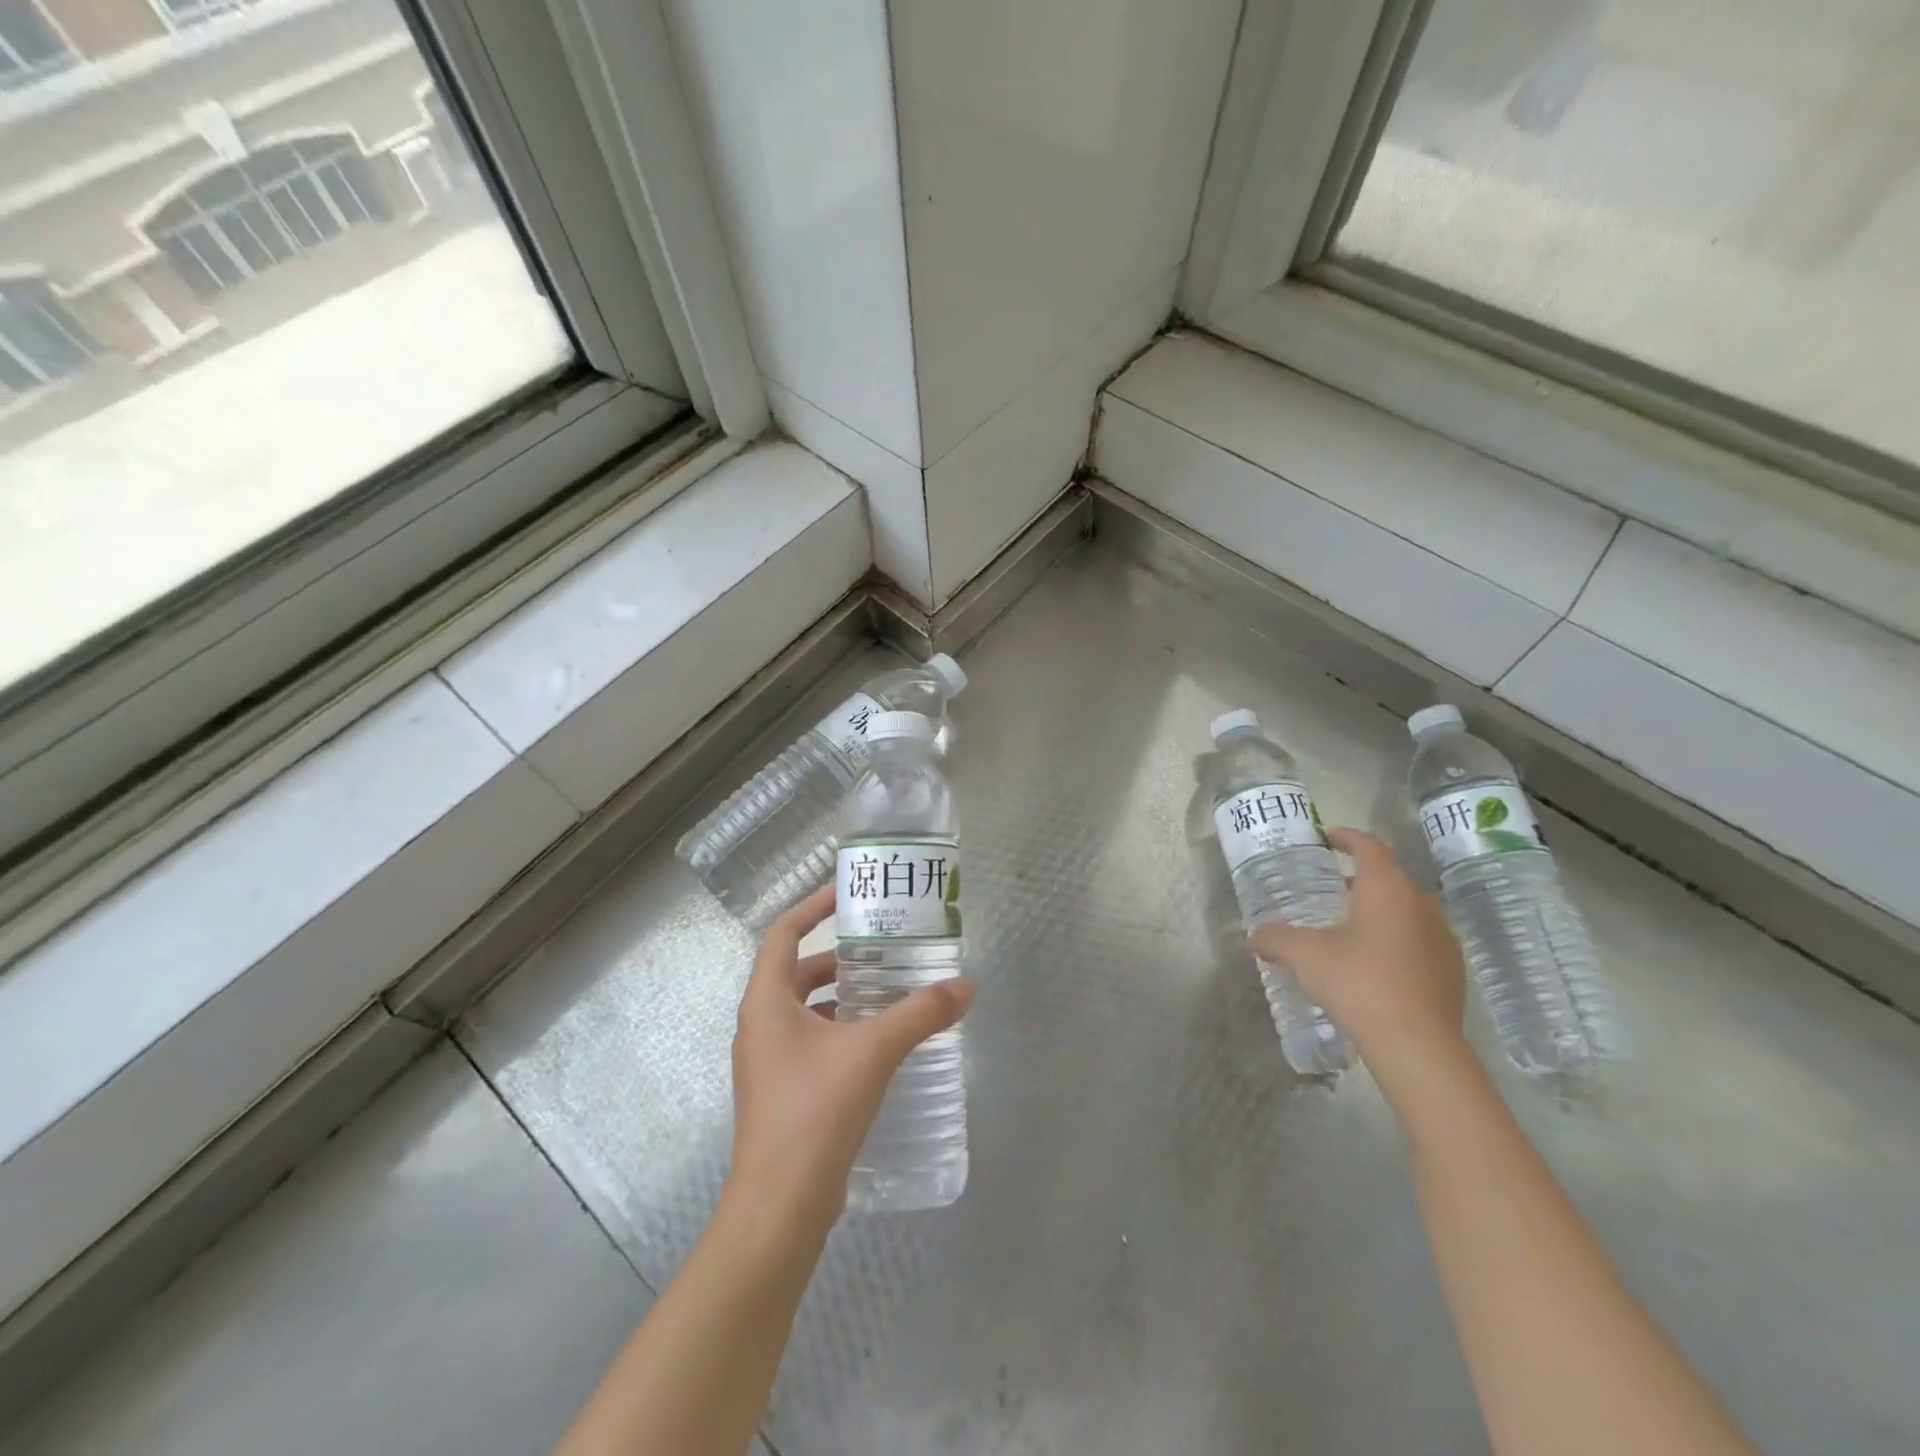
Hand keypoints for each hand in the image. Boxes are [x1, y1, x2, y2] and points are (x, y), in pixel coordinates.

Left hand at [724, 885, 974, 1246]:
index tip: (849, 892)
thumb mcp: (873, 1051)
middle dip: (839, 954)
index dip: (814, 905)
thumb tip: (967, 987)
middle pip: (797, 969)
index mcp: (766, 1001)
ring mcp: (769, 1061)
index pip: (784, 932)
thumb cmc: (815, 1112)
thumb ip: (921, 1014)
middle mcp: (760, 1024)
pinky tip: (880, 1040)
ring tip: (890, 987)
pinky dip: (843, 1028)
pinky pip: (813, 1040)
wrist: (780, 1208)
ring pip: (806, 1007)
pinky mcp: (784, 1091)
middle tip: (884, 943)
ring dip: (843, 993)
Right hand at [1249, 828, 1467, 1073]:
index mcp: (1388, 888)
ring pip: (1407, 910)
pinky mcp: (1452, 971)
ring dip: (1380, 910)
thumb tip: (1256, 936)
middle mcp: (1421, 904)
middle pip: (1390, 878)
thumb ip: (1276, 938)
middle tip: (1330, 887)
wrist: (1418, 1045)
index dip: (1347, 837)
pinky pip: (1419, 940)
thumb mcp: (1304, 955)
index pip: (1369, 847)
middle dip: (1360, 878)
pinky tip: (1374, 963)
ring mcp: (1443, 938)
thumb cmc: (1359, 982)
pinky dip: (1395, 939)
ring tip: (1350, 927)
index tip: (1328, 837)